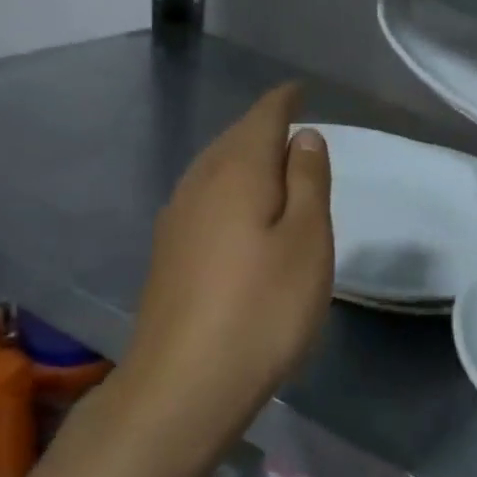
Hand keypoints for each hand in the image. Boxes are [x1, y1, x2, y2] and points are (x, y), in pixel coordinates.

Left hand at [117, 83, 332, 430]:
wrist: (184, 386)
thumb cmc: (263, 308)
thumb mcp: (307, 241)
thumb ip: (308, 182)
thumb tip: (303, 137)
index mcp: (237, 173)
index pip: (262, 118)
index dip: (284, 101)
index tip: (301, 90)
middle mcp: (199, 186)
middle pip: (233, 140)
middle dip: (262, 126)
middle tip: (293, 124)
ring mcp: (176, 221)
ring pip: (214, 168)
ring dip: (243, 156)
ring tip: (271, 160)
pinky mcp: (168, 254)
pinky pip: (204, 197)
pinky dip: (228, 187)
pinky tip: (238, 209)